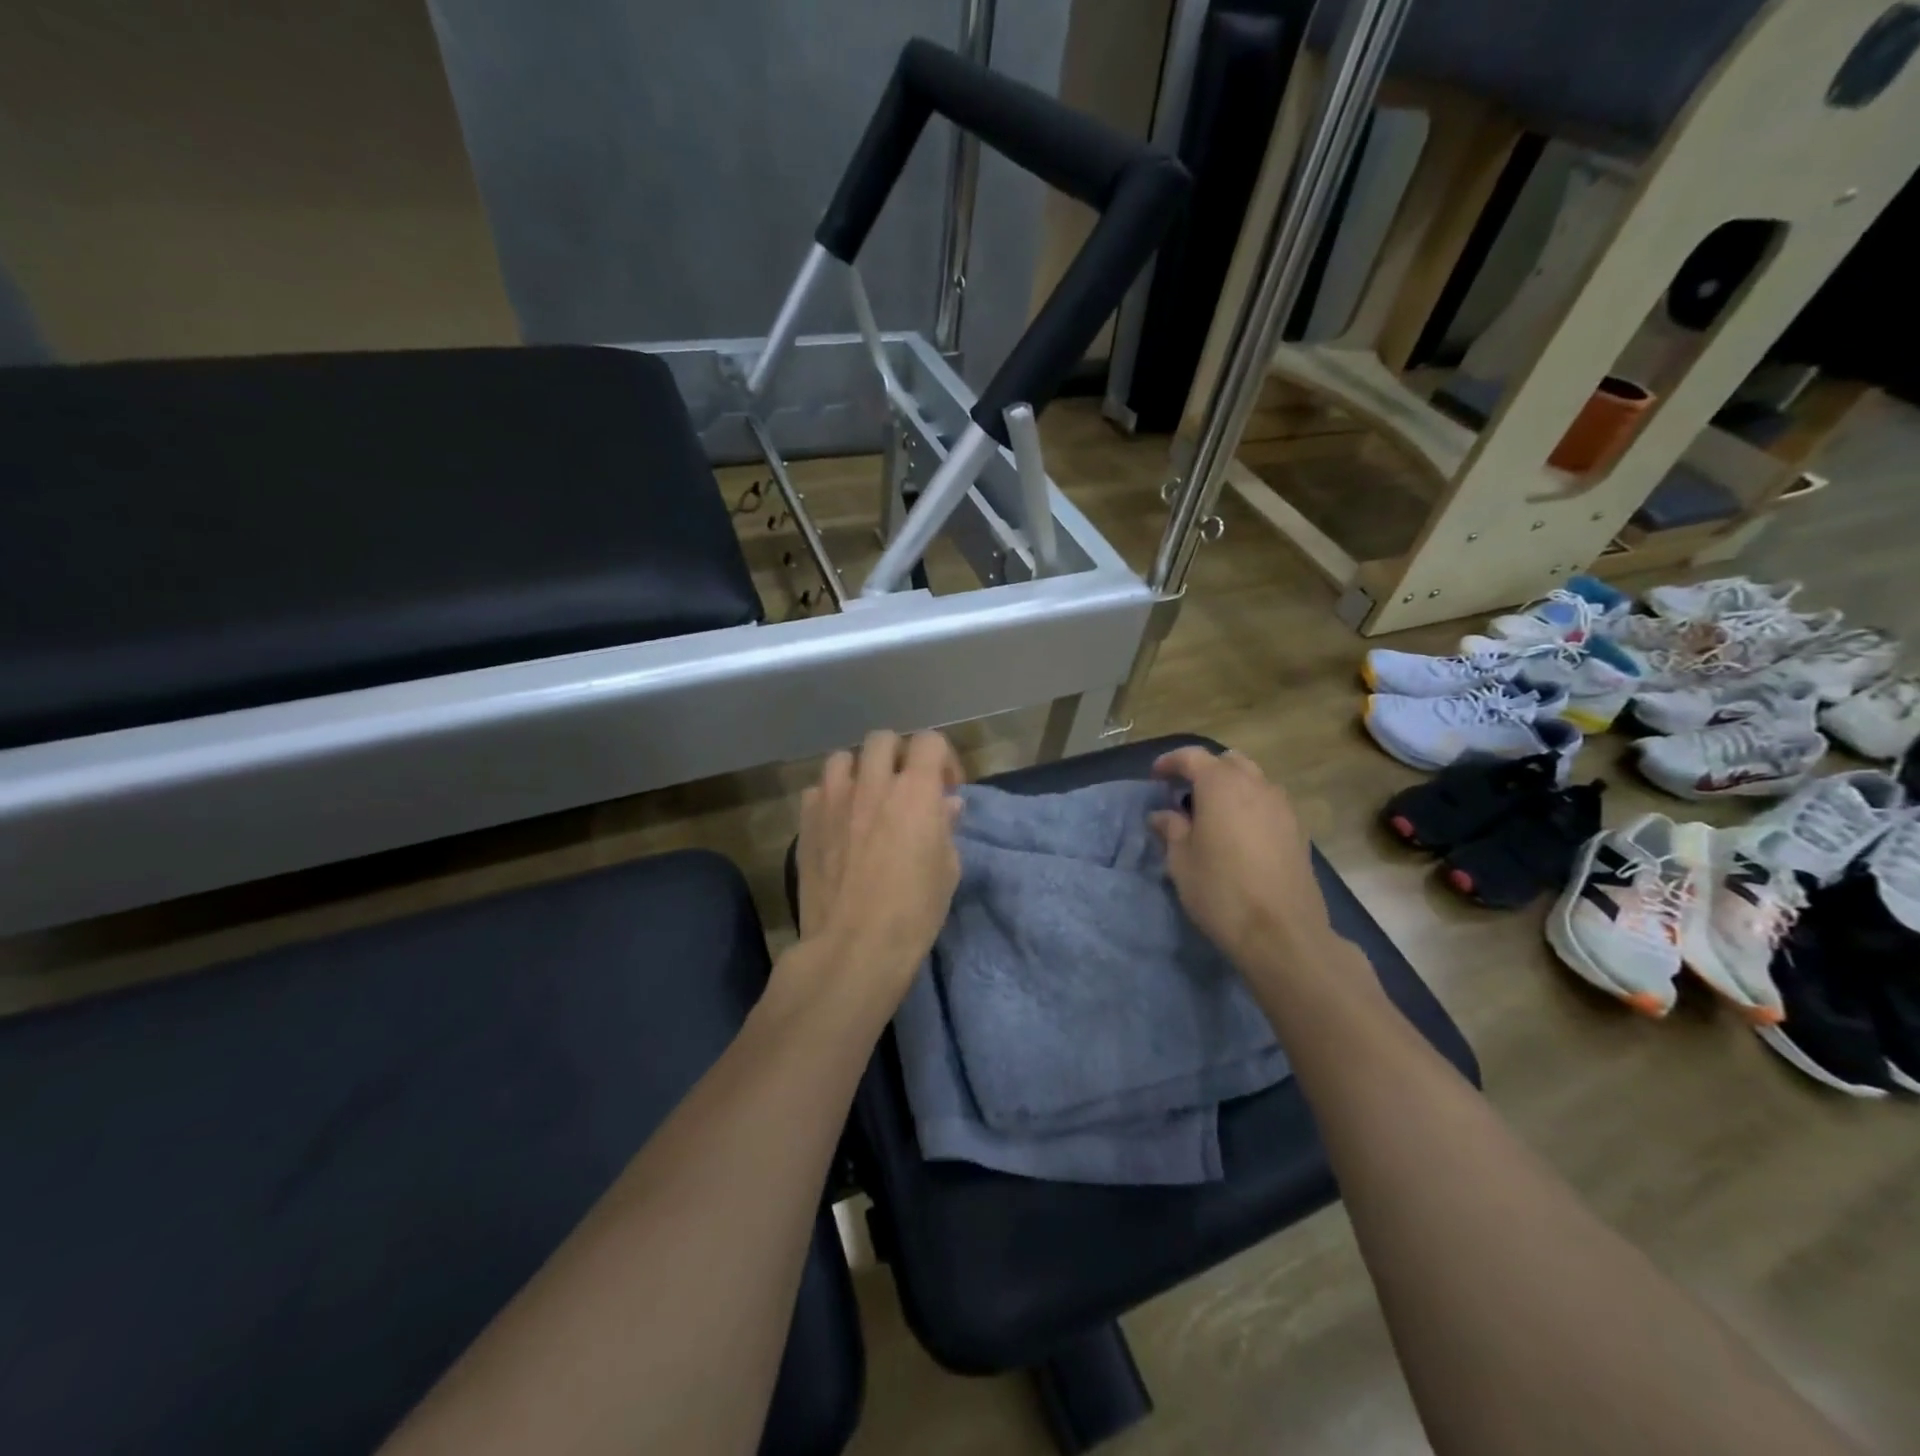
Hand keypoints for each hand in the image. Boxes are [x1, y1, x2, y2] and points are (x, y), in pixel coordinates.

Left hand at [790, 731, 963, 1014]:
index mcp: (915, 790)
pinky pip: (817, 790)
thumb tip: (945, 805)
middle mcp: (873, 783)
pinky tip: (838, 822)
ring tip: (866, 797)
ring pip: (843, 758)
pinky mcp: (806, 821)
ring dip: (860, 770)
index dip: (942, 759)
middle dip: (899, 756)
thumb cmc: (914, 911)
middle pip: (884, 740)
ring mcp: (834, 799)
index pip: (930, 741)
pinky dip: (831, 797)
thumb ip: (946, 827)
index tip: (945, 789)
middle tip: (905, 787)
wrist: (854, 945)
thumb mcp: (947, 870)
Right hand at [1149, 747, 1333, 975]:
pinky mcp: (1298, 830)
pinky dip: (1250, 806)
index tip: (1155, 777)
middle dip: (1205, 771)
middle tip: (1185, 794)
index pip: (1192, 757)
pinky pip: (1269, 803)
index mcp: (1221, 785)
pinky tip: (1238, 835)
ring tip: (1212, 815)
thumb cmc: (1221, 890)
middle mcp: (1256, 785)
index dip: (1170, 762)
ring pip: (1253, 780)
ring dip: (1230, 788)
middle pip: (1228, 762)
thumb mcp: (1181, 860)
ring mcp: (1282, 807)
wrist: (1282, 932)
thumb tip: (1162, 815)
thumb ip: (1171, 829)